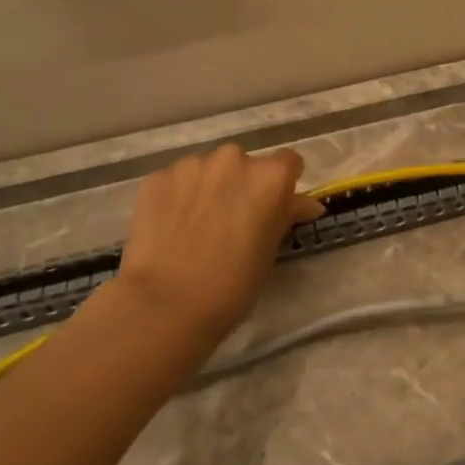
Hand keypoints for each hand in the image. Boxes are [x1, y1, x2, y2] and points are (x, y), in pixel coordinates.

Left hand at [116, 144, 323, 347]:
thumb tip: (307, 204)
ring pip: (207, 169)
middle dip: (241, 184)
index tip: (274, 206)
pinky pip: (176, 181)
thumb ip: (287, 215)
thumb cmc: (233, 284)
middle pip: (244, 163)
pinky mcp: (157, 178)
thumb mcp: (270, 249)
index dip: (283, 184)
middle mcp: (232, 159)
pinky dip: (178, 197)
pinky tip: (171, 227)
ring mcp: (191, 166)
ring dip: (208, 187)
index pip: (288, 162)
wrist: (167, 304)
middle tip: (233, 219)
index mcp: (269, 177)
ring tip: (197, 224)